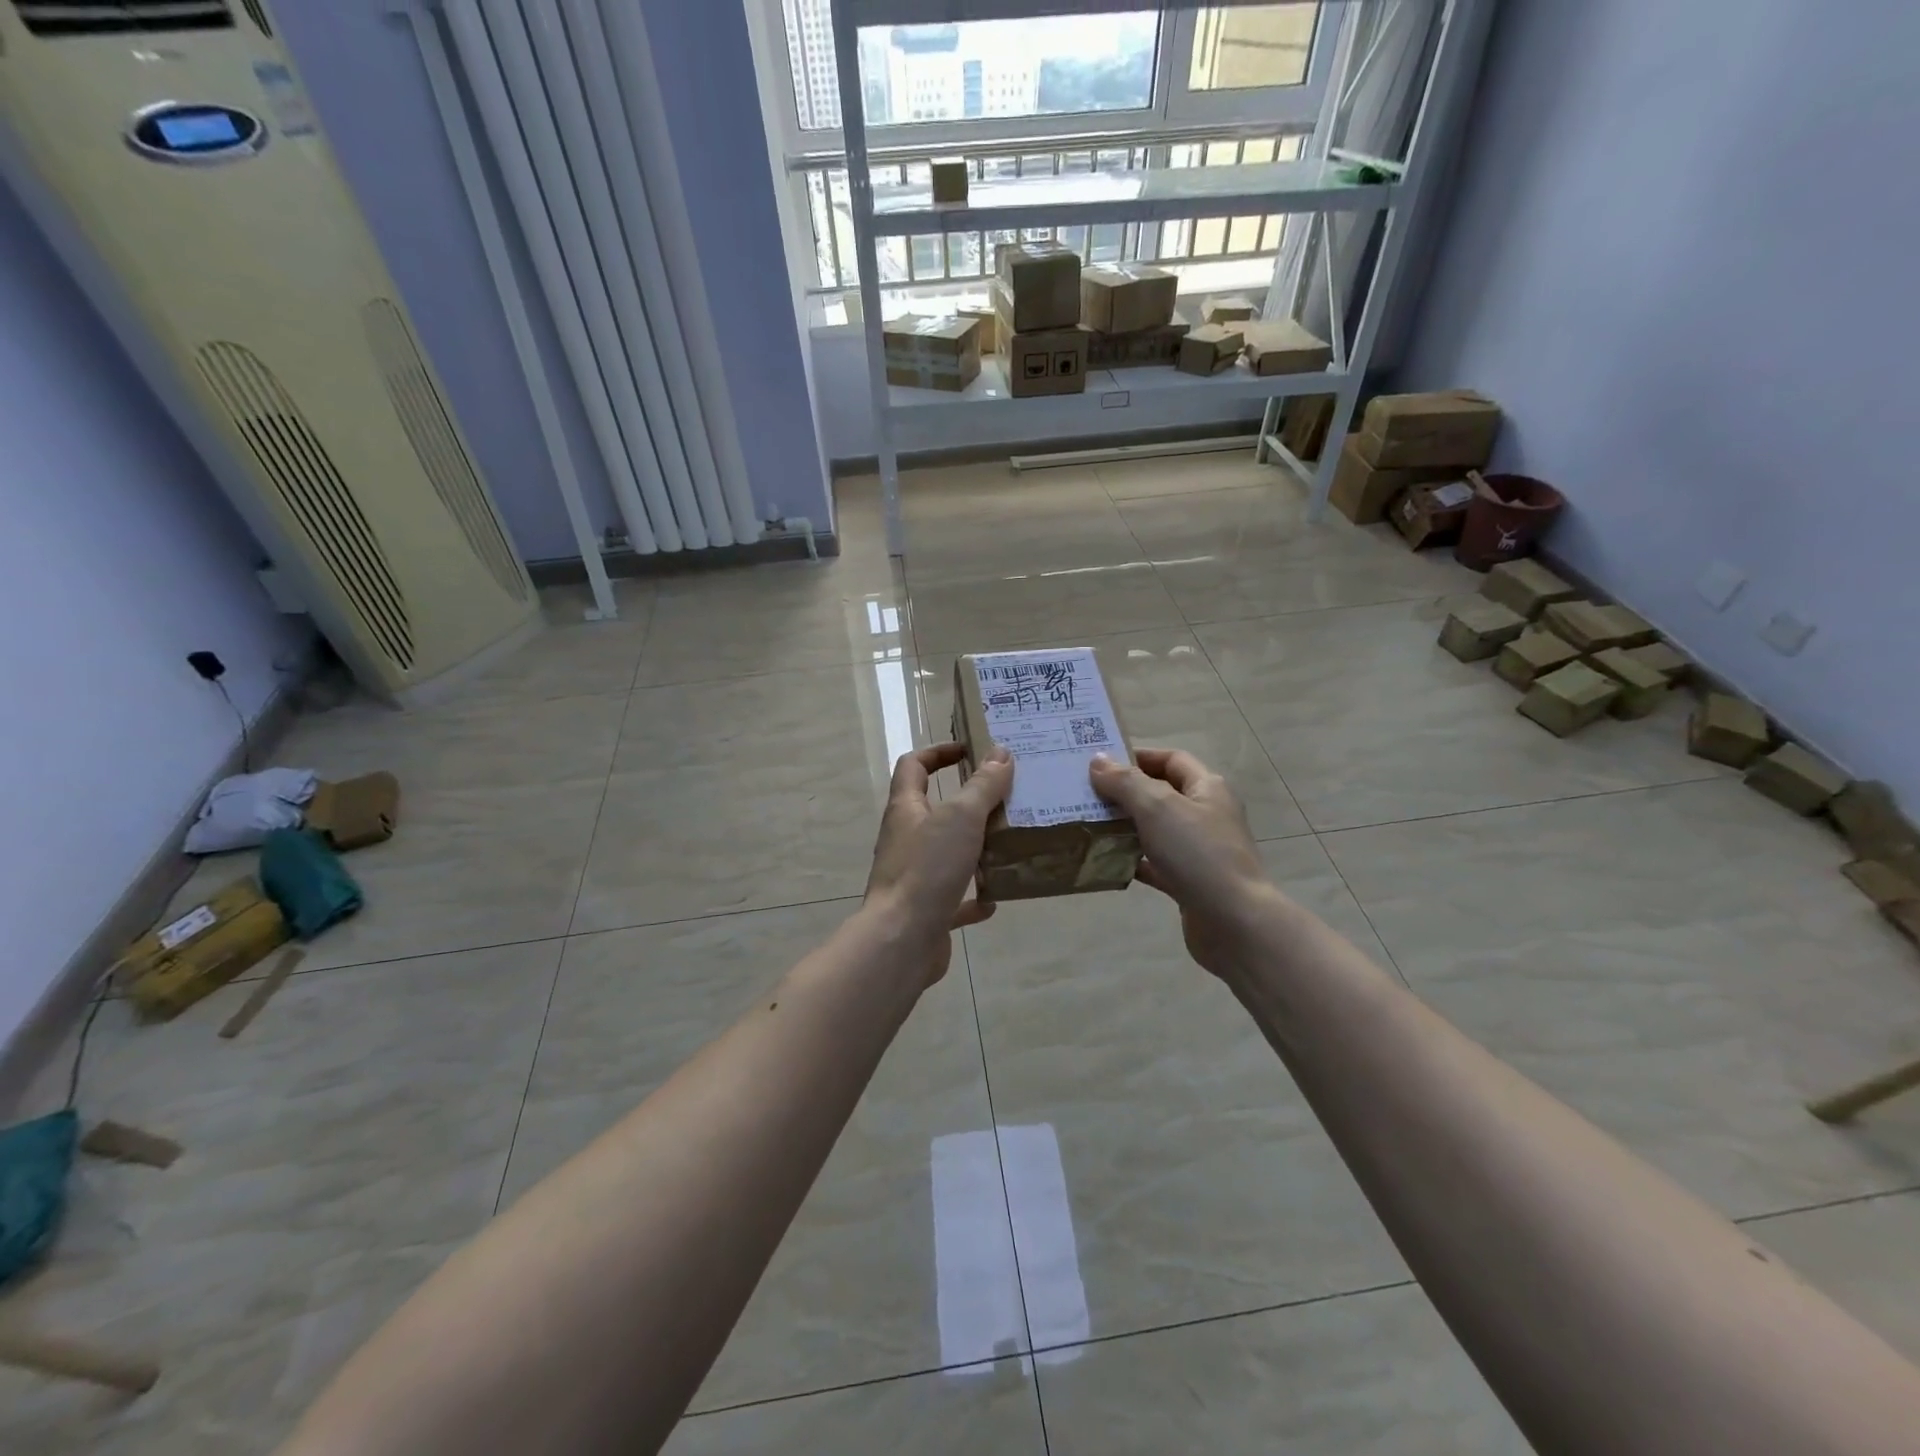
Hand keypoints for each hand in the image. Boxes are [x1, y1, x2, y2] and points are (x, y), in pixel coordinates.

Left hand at [864, 742, 1014, 984]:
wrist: (902, 940)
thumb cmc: (928, 869)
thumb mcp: (961, 817)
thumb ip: (983, 785)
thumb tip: (1000, 752)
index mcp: (906, 809)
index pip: (913, 766)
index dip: (938, 752)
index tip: (969, 750)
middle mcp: (905, 839)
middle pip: (932, 810)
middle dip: (966, 802)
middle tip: (1003, 797)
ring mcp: (913, 876)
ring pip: (945, 853)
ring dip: (973, 848)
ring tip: (1008, 844)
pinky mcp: (925, 910)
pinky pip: (953, 898)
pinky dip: (973, 897)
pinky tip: (996, 899)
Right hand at [1089, 748, 1280, 978]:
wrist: (1234, 923)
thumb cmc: (1198, 854)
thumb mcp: (1158, 807)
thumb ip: (1125, 782)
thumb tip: (1098, 761)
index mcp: (1207, 788)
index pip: (1171, 760)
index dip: (1138, 757)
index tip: (1101, 762)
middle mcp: (1206, 815)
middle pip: (1161, 794)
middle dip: (1126, 792)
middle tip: (1086, 793)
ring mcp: (1199, 851)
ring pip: (1156, 830)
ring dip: (1126, 827)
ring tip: (1089, 824)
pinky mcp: (1190, 882)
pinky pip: (1155, 864)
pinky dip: (1133, 861)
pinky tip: (1106, 861)